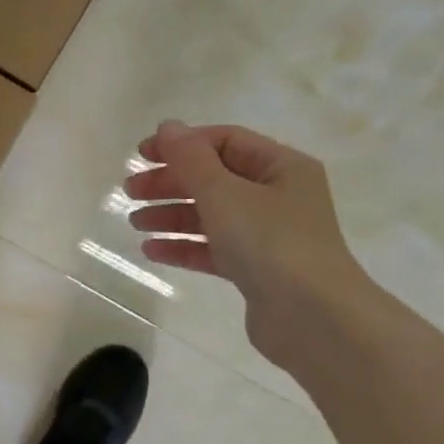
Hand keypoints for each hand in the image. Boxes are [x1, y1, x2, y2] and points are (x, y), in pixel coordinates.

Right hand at [123, 120, 373, 366]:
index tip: (141, 156)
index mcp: (281, 167)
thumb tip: (168, 127)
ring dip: (171, 215)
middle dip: (170, 182)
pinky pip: (213, 249)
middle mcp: (278, 196)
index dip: (181, 144)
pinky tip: (152, 250)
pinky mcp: (256, 270)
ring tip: (135, 223)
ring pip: (211, 215)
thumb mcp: (224, 193)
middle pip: (214, 178)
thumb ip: (190, 159)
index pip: (224, 141)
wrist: (312, 317)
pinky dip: (183, 246)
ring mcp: (268, 235)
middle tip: (130, 192)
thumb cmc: (270, 242)